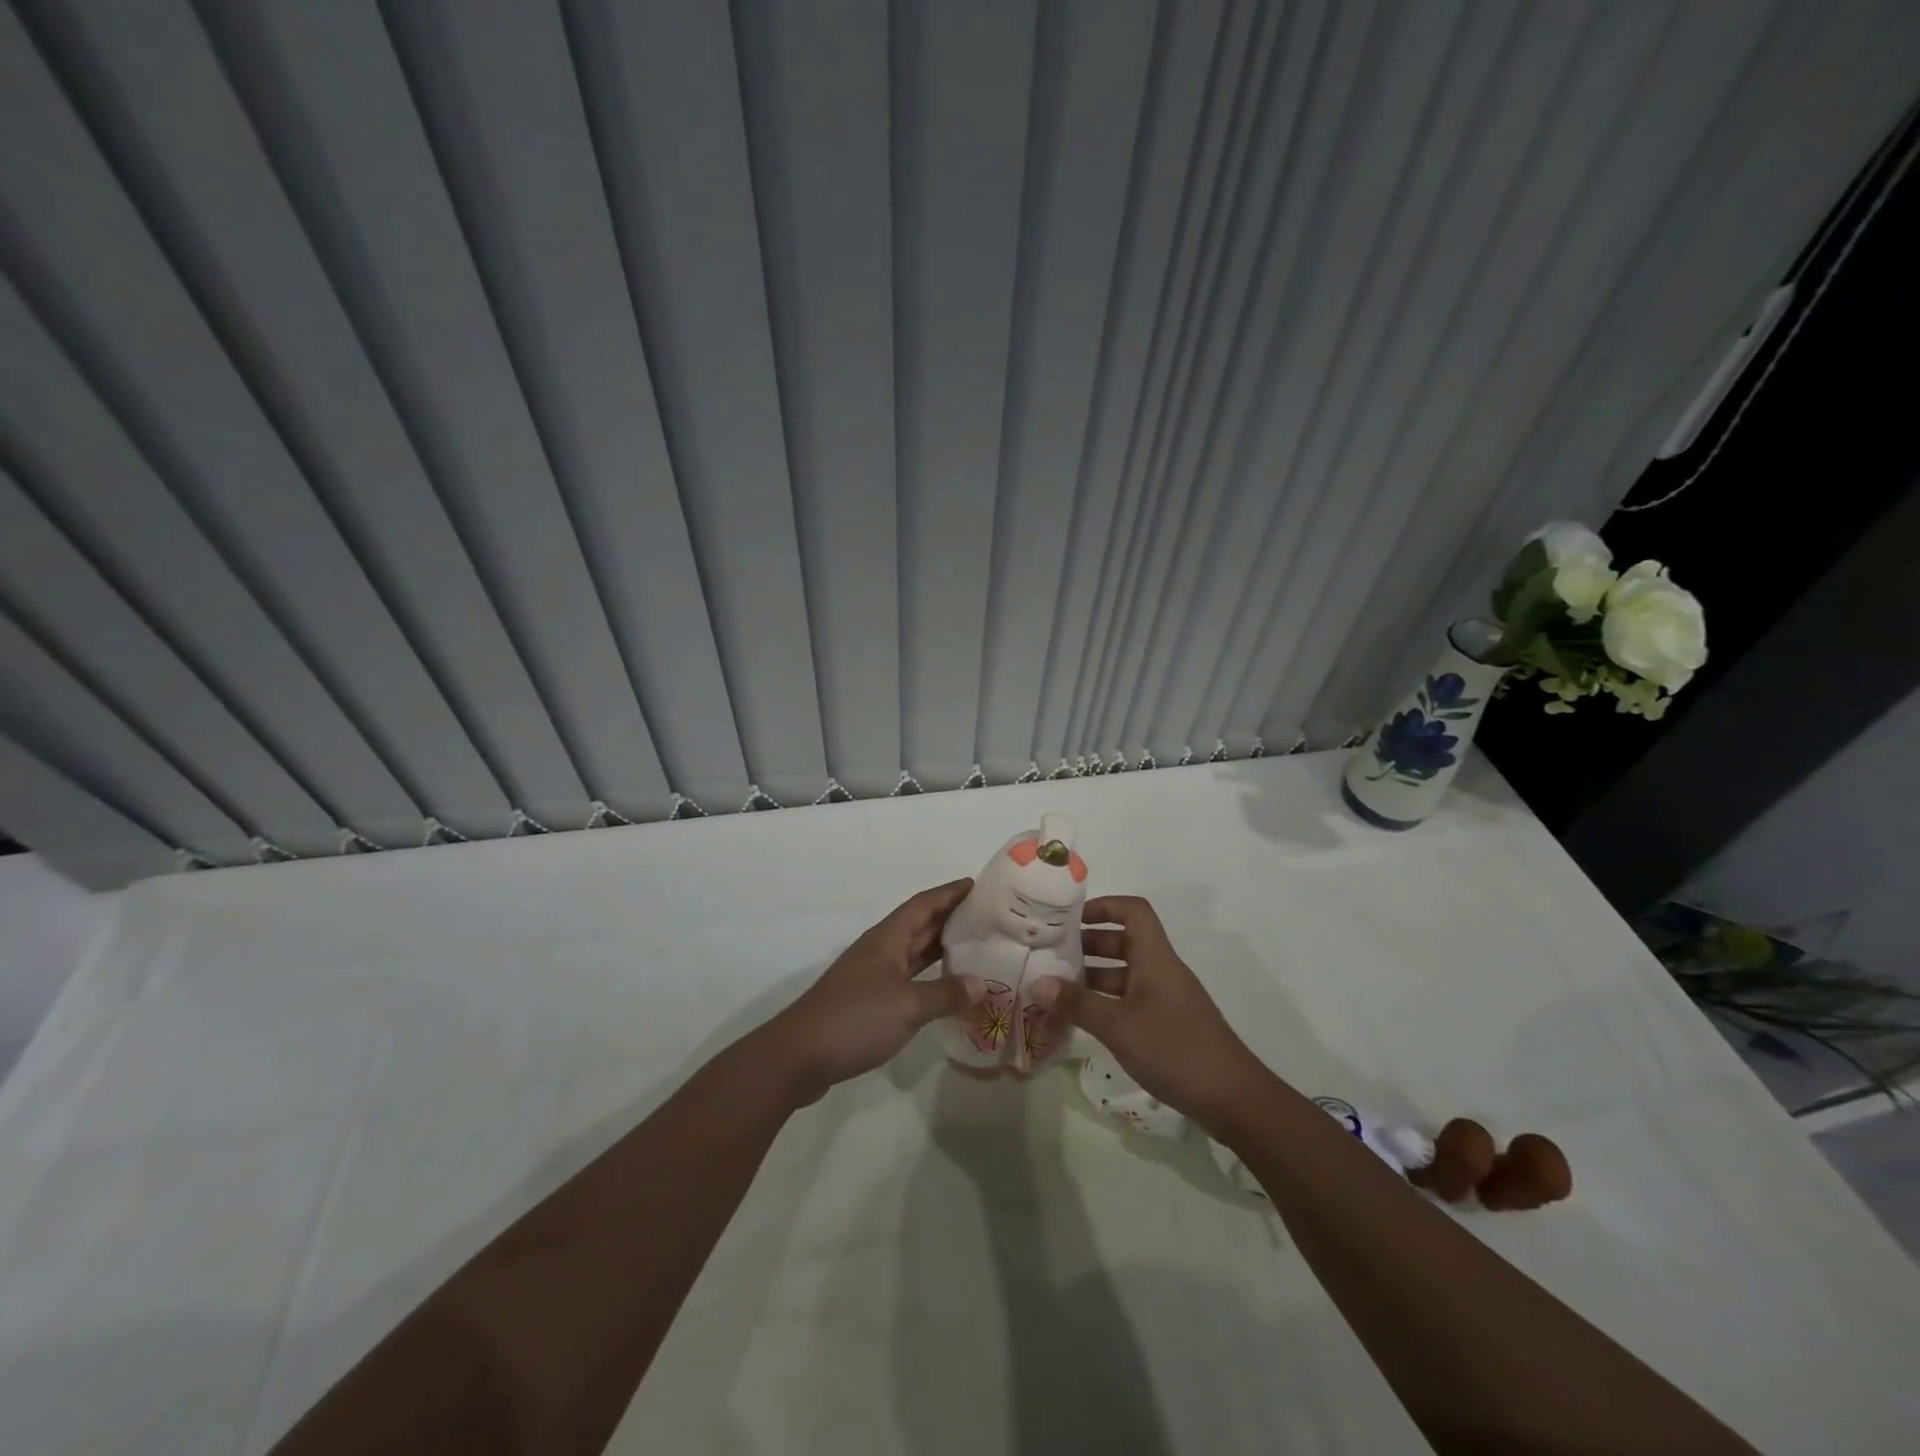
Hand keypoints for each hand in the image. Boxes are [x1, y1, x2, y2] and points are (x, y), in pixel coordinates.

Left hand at [762, 878, 975, 1103]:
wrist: (800, 1056)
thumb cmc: (856, 1019)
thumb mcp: (908, 1006)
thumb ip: (946, 993)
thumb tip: (982, 984)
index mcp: (887, 939)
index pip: (923, 905)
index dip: (949, 893)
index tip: (977, 885)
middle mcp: (879, 951)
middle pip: (919, 926)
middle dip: (950, 918)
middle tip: (986, 918)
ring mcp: (872, 976)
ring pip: (913, 953)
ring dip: (941, 948)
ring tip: (975, 948)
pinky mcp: (868, 1002)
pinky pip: (907, 979)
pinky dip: (929, 978)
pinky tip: (947, 989)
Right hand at [1033, 895, 1270, 1133]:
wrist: (1233, 1098)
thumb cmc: (1174, 1049)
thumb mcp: (1118, 1026)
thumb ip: (1077, 1003)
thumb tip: (1037, 982)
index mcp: (1155, 958)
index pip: (1133, 911)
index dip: (1103, 907)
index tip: (1070, 920)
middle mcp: (1162, 970)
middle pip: (1124, 941)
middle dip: (1088, 944)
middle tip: (1052, 956)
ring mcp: (1167, 998)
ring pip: (1125, 973)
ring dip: (1094, 976)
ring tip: (1058, 989)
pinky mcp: (1168, 1024)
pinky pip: (1131, 999)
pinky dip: (1107, 1002)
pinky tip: (1083, 1020)